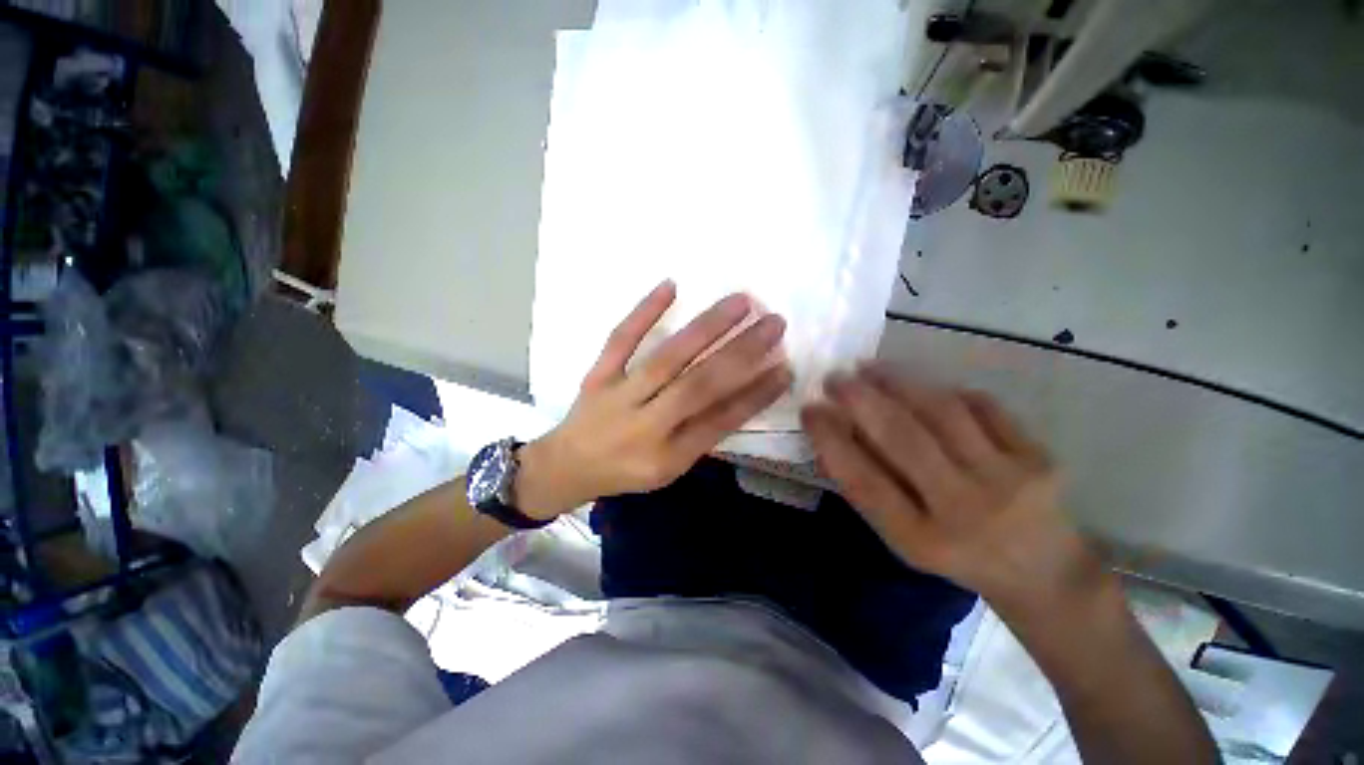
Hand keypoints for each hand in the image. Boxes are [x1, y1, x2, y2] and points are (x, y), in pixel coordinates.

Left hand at [516, 280, 790, 519]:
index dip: (756, 394)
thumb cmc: (626, 471)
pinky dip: (644, 312)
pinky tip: (670, 285)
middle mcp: (645, 426)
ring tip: (741, 301)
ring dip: (706, 327)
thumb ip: (703, 435)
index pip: (721, 421)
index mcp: (667, 457)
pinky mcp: (597, 375)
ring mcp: (618, 396)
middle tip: (775, 323)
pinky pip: (620, 340)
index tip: (786, 367)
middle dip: (742, 353)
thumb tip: (742, 394)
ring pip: (667, 358)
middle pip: (699, 385)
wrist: (566, 466)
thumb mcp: (670, 468)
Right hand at [801, 366, 1102, 613]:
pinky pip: (983, 406)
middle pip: (903, 437)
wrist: (1044, 573)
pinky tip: (921, 383)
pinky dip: (945, 390)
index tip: (809, 410)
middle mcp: (964, 509)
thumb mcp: (902, 538)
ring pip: (941, 411)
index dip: (830, 439)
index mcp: (921, 539)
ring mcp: (1008, 480)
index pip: (863, 480)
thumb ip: (867, 489)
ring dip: (897, 382)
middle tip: (834, 378)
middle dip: (860, 398)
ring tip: (868, 368)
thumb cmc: (955, 555)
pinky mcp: (1039, 457)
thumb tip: (831, 437)